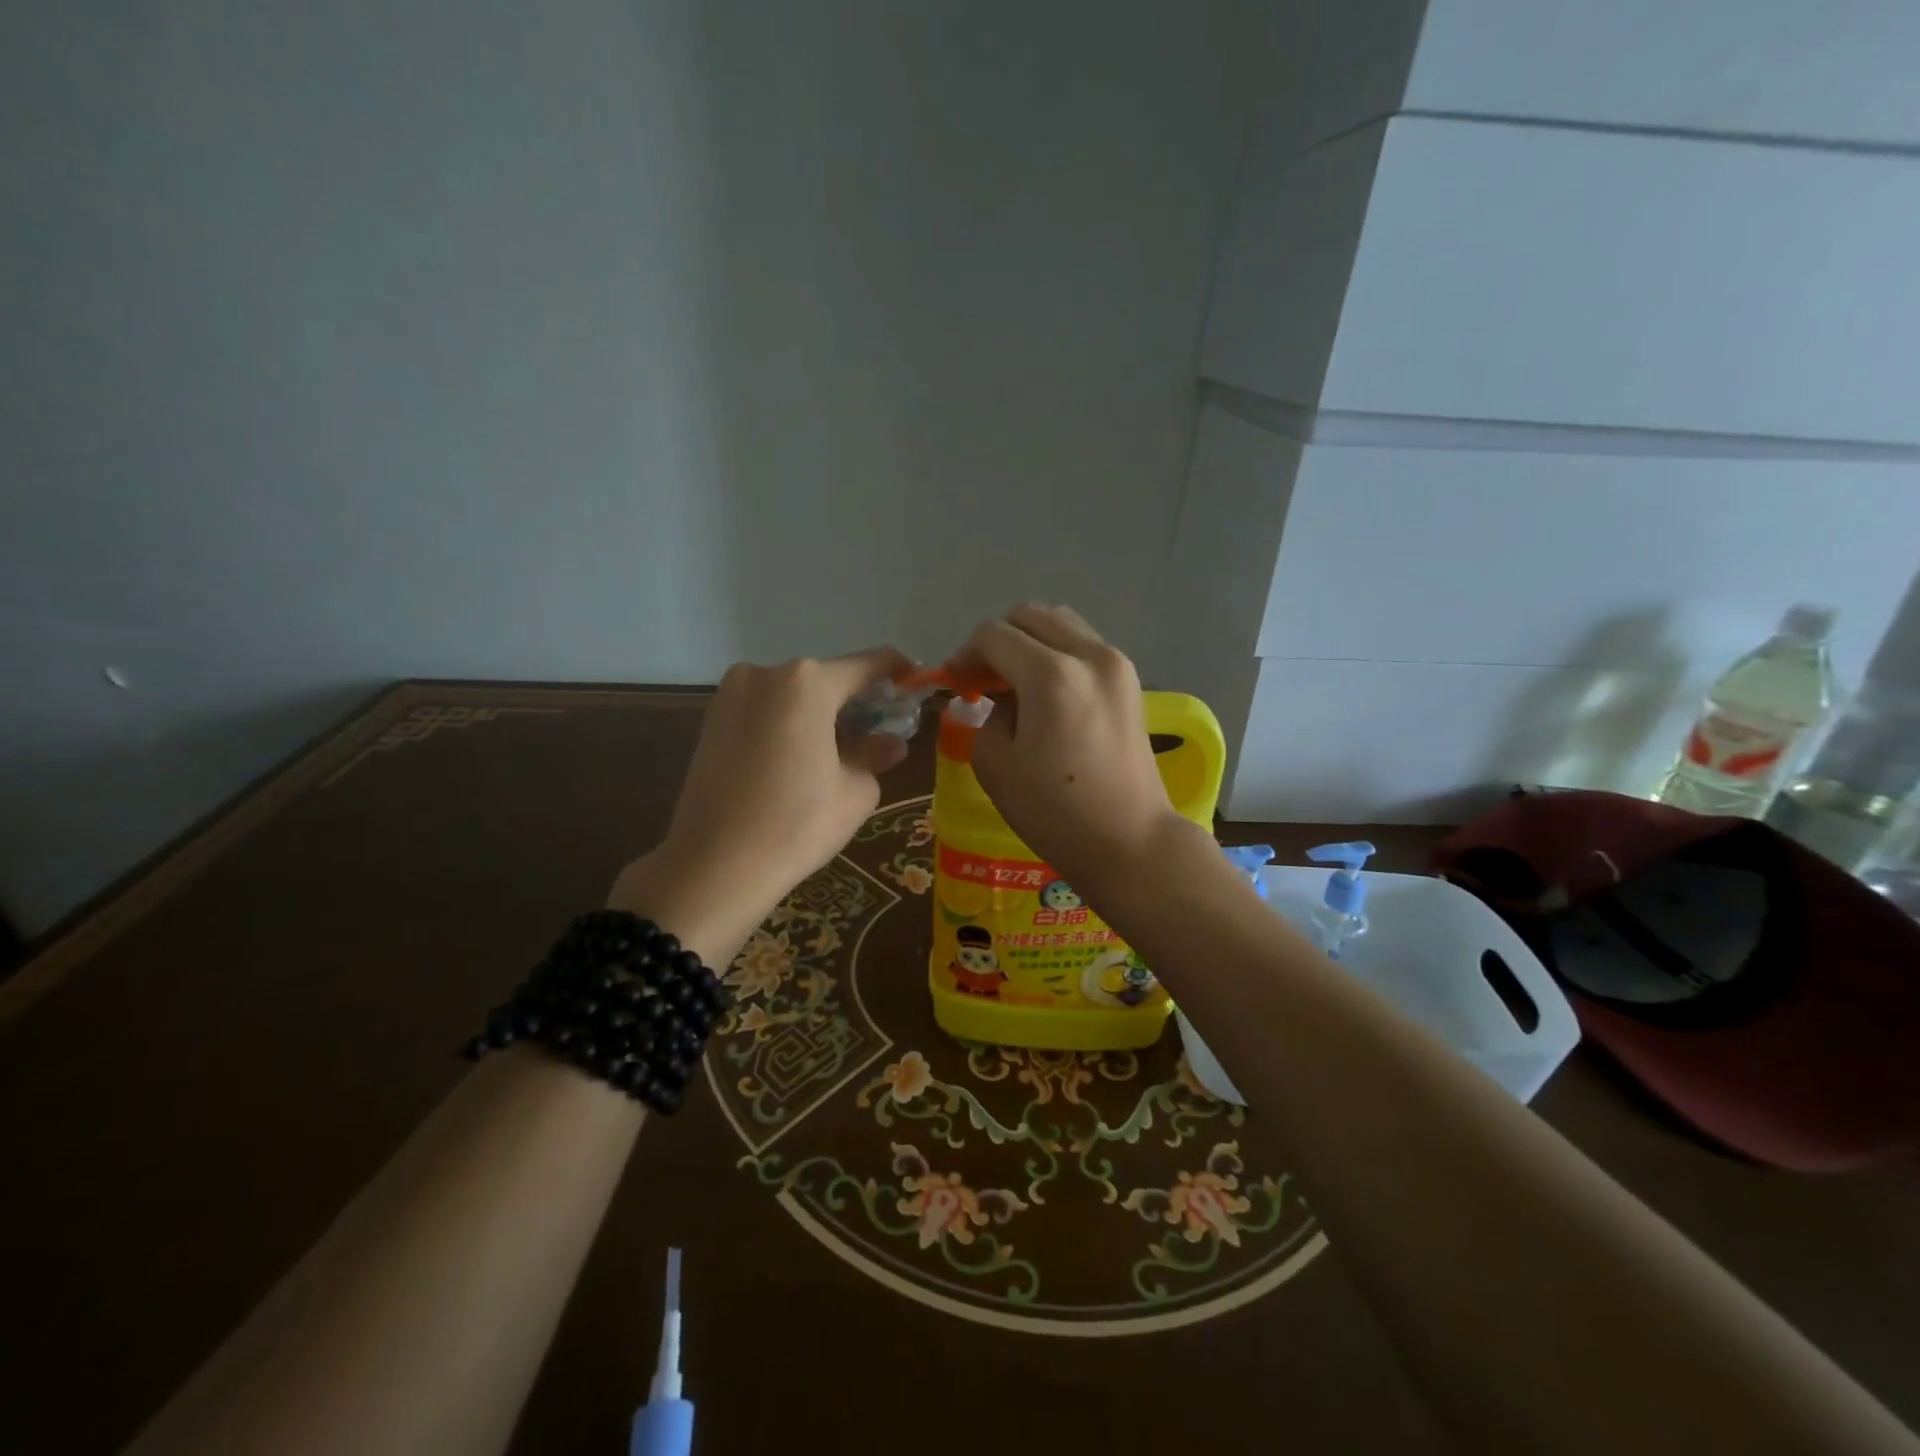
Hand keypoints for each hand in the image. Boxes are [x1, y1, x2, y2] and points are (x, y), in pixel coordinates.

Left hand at [609, 647, 910, 961]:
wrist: (714, 866)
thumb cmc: (797, 824)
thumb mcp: (855, 791)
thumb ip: (875, 754)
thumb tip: (890, 743)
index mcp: (807, 682)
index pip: (867, 665)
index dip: (897, 672)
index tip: (915, 685)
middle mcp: (765, 673)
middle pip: (827, 679)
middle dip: (856, 701)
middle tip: (880, 732)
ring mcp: (732, 694)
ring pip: (793, 695)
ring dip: (821, 714)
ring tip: (841, 752)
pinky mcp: (711, 719)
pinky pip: (766, 710)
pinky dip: (789, 724)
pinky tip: (801, 758)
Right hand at [951, 605, 1194, 891]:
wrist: (1130, 841)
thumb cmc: (1056, 813)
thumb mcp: (996, 766)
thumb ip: (985, 716)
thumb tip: (995, 699)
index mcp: (1051, 675)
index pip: (994, 635)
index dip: (965, 655)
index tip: (954, 684)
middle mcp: (1089, 655)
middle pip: (1029, 616)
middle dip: (997, 640)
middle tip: (982, 680)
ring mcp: (1116, 664)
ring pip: (1061, 623)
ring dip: (1029, 641)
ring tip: (1014, 682)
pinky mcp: (1130, 680)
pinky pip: (1083, 645)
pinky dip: (1057, 653)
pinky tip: (1046, 691)